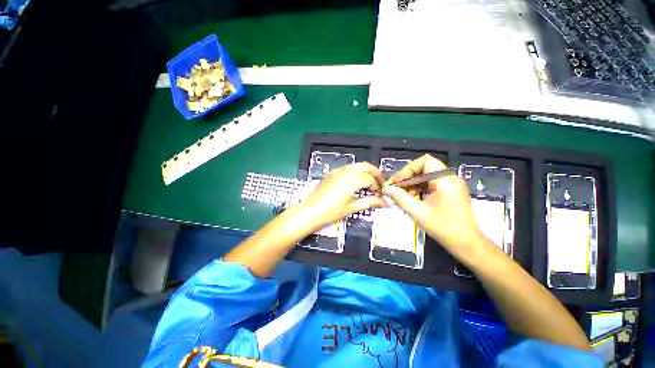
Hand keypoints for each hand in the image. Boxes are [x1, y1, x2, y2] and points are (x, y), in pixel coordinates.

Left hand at [299, 162, 387, 231]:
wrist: (309, 212)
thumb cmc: (328, 213)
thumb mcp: (351, 208)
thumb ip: (369, 203)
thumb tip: (382, 202)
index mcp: (350, 181)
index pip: (370, 178)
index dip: (377, 186)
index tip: (379, 195)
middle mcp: (344, 173)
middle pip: (365, 166)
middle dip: (375, 173)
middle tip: (379, 183)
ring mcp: (336, 172)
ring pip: (356, 165)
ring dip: (365, 171)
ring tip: (369, 183)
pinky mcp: (331, 174)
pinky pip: (347, 168)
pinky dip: (355, 172)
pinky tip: (356, 182)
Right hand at [382, 155, 488, 261]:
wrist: (467, 244)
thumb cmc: (444, 228)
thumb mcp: (418, 212)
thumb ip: (400, 198)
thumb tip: (386, 189)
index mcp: (445, 179)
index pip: (424, 161)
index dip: (407, 169)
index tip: (396, 182)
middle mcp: (449, 178)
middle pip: (424, 168)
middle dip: (407, 177)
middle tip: (394, 188)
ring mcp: (450, 184)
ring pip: (425, 176)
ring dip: (411, 183)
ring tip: (399, 194)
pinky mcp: (449, 191)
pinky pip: (430, 184)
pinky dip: (418, 189)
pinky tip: (410, 198)